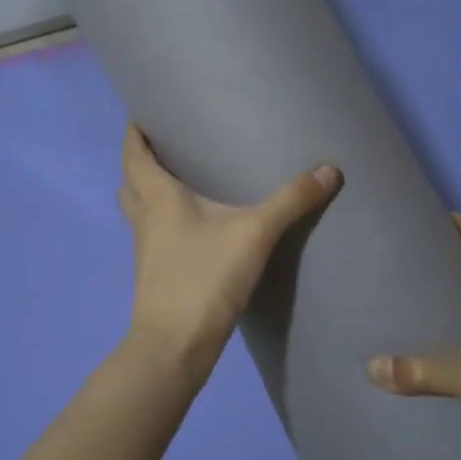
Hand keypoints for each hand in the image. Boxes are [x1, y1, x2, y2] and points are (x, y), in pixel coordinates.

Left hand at [118, 125, 340, 381]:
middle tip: (166, 146)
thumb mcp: (254, 233)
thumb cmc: (204, 277)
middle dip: (141, 162)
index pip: (134, 154)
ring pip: (139, 211)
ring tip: (179, 181)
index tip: (142, 114)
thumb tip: (329, 170)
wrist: (175, 345)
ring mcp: (146, 249)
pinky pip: (153, 235)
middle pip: (131, 182)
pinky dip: (164, 222)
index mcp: (157, 197)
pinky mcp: (156, 274)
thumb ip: (290, 201)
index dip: (134, 133)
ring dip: (149, 193)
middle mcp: (145, 218)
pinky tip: (193, 227)